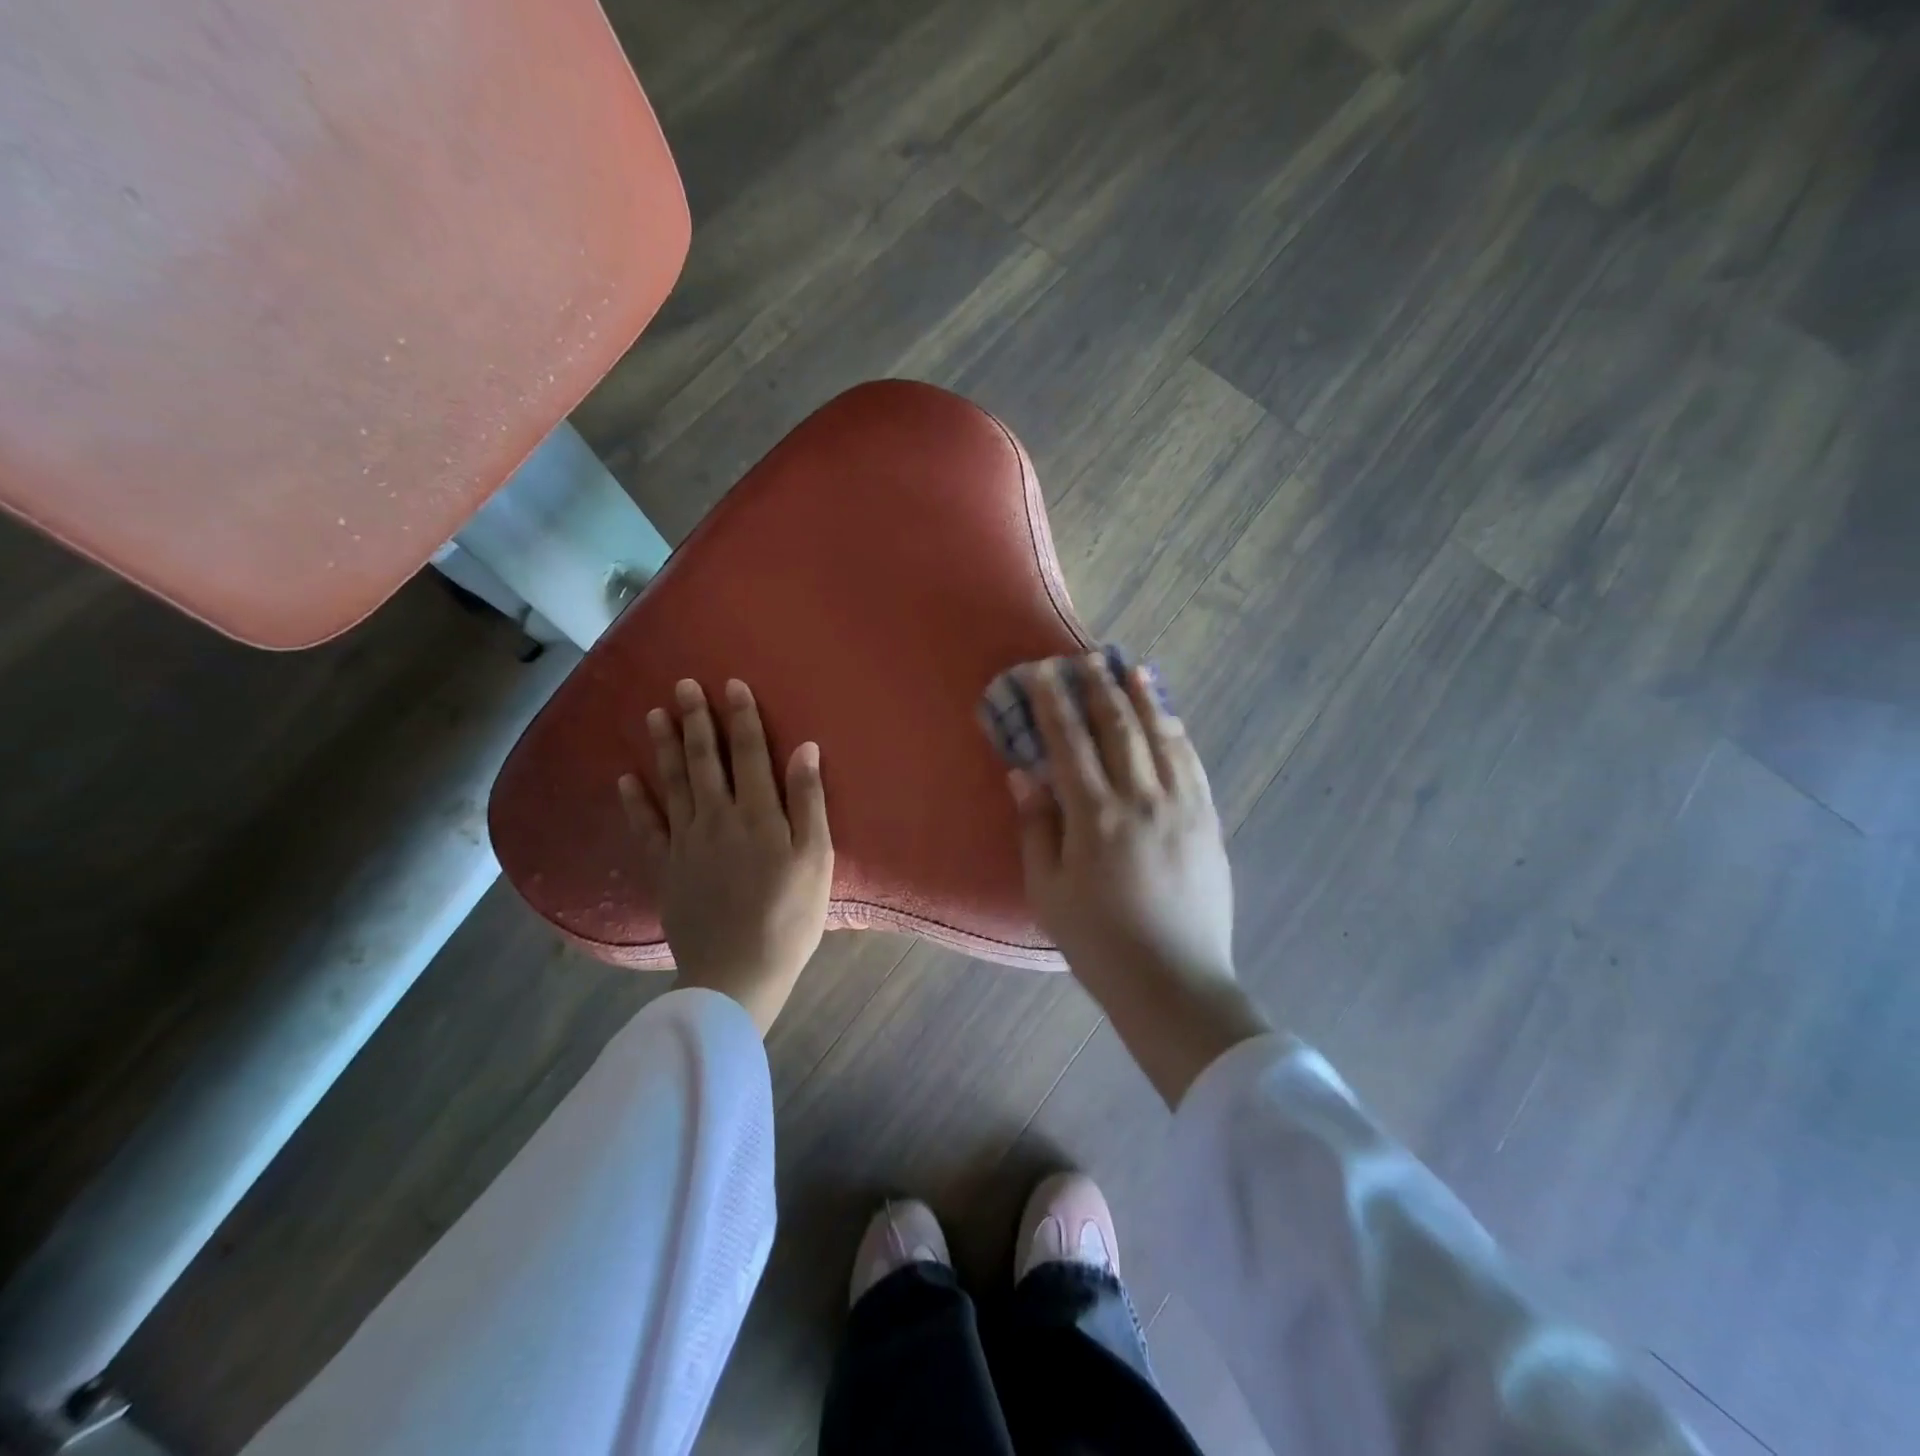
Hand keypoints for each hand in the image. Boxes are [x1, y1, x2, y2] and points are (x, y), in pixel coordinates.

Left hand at [620, 678, 832, 1034]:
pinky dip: (635, 801)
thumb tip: (804, 748)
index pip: (750, 753)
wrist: (738, 972)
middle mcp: (717, 818)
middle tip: (682, 685)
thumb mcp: (816, 859)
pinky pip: (646, 828)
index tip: (731, 684)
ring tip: (654, 714)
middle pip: (706, 760)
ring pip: (674, 784)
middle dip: (696, 720)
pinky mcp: (666, 868)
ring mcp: (686, 843)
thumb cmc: (790, 916)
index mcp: (758, 814)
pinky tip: (626, 778)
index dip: (741, 717)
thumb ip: (808, 801)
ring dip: (665, 747)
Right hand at [1009, 655, 1266, 1103]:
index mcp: (1096, 818)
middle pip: (1118, 728)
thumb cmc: (1098, 943)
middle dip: (1098, 687)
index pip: (1069, 743)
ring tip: (1131, 667)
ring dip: (1143, 698)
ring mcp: (1182, 808)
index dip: (1053, 702)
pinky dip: (1177, 733)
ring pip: (1161, 737)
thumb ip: (1037, 827)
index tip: (1042, 672)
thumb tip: (1024, 774)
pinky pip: (1192, 764)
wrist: (1174, 983)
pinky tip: (1169, 718)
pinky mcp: (1207, 822)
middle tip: (1085, 657)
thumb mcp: (1048, 891)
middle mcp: (1142, 800)